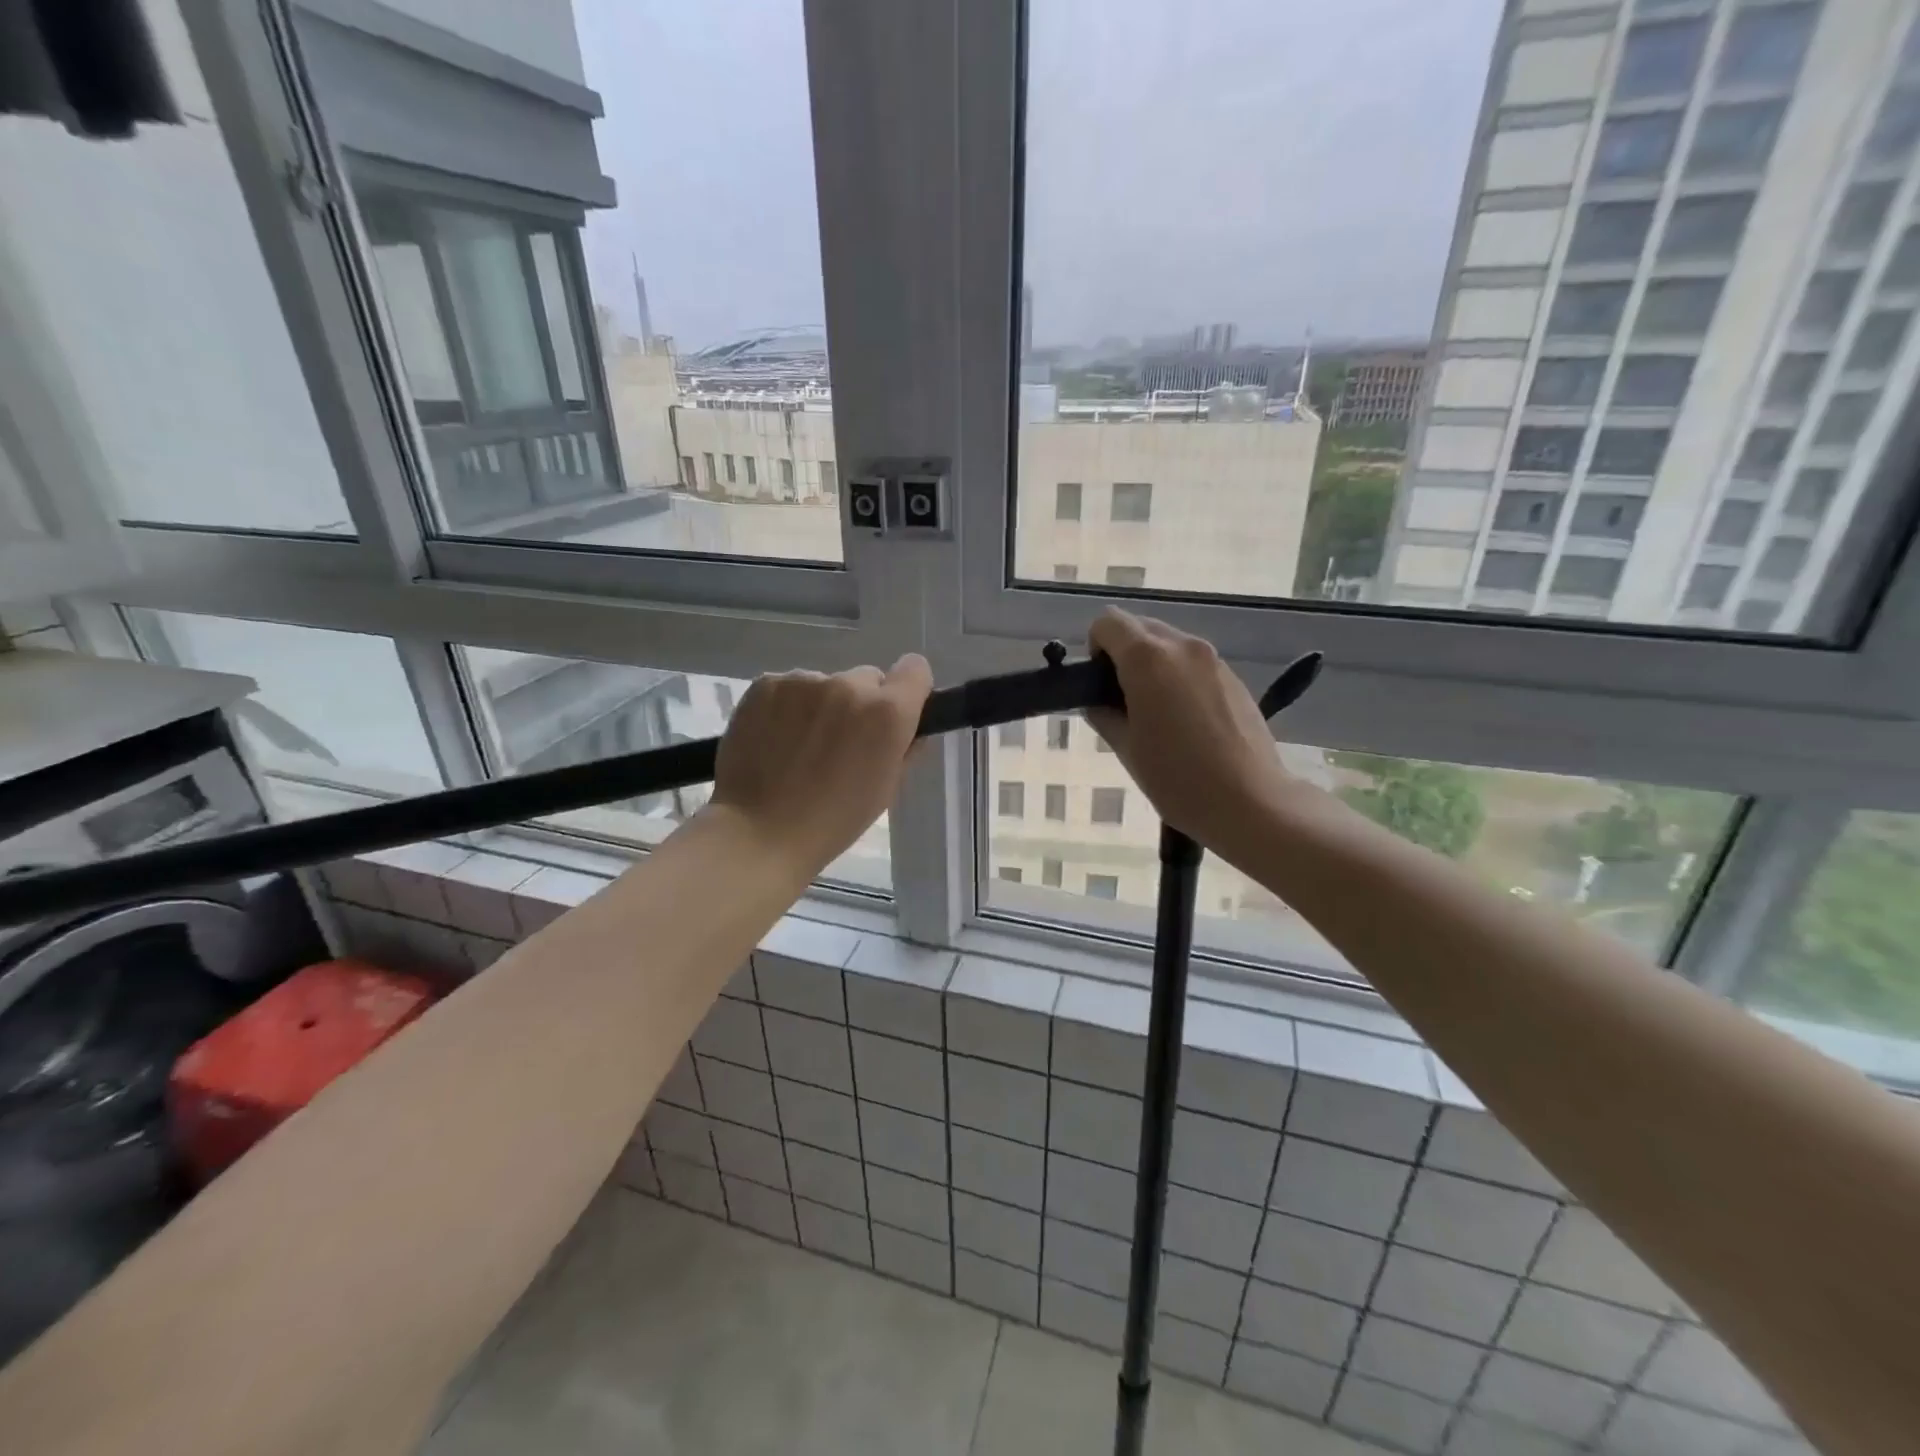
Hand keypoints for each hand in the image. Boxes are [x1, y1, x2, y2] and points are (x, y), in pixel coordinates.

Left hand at [709, 656, 932, 874]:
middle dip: (860, 705)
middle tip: (840, 743)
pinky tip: (774, 740)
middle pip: (866, 678)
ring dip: (821, 706)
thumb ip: (904, 748)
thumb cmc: (832, 821)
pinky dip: (787, 707)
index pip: (915, 669)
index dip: (908, 690)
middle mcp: (848, 685)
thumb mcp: (885, 789)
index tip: (895, 713)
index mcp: (887, 712)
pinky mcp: (766, 684)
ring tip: (800, 748)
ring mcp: (803, 681)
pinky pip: (789, 688)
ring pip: (825, 684)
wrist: (758, 832)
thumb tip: (907, 726)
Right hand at [1087, 609, 1298, 859]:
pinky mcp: (1234, 677)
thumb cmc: (1178, 779)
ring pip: (1169, 644)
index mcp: (1148, 659)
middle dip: (1123, 655)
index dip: (1095, 649)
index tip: (1099, 686)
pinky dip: (1179, 677)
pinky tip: (1186, 722)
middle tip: (1123, 702)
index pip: (1107, 623)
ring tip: (1156, 715)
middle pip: (1140, 628)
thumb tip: (1097, 701)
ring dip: (1153, 666)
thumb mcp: (1126, 749)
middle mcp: (1182, 646)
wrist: (1251, 802)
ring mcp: (1213, 660)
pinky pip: (1193, 663)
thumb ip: (1103, 714)